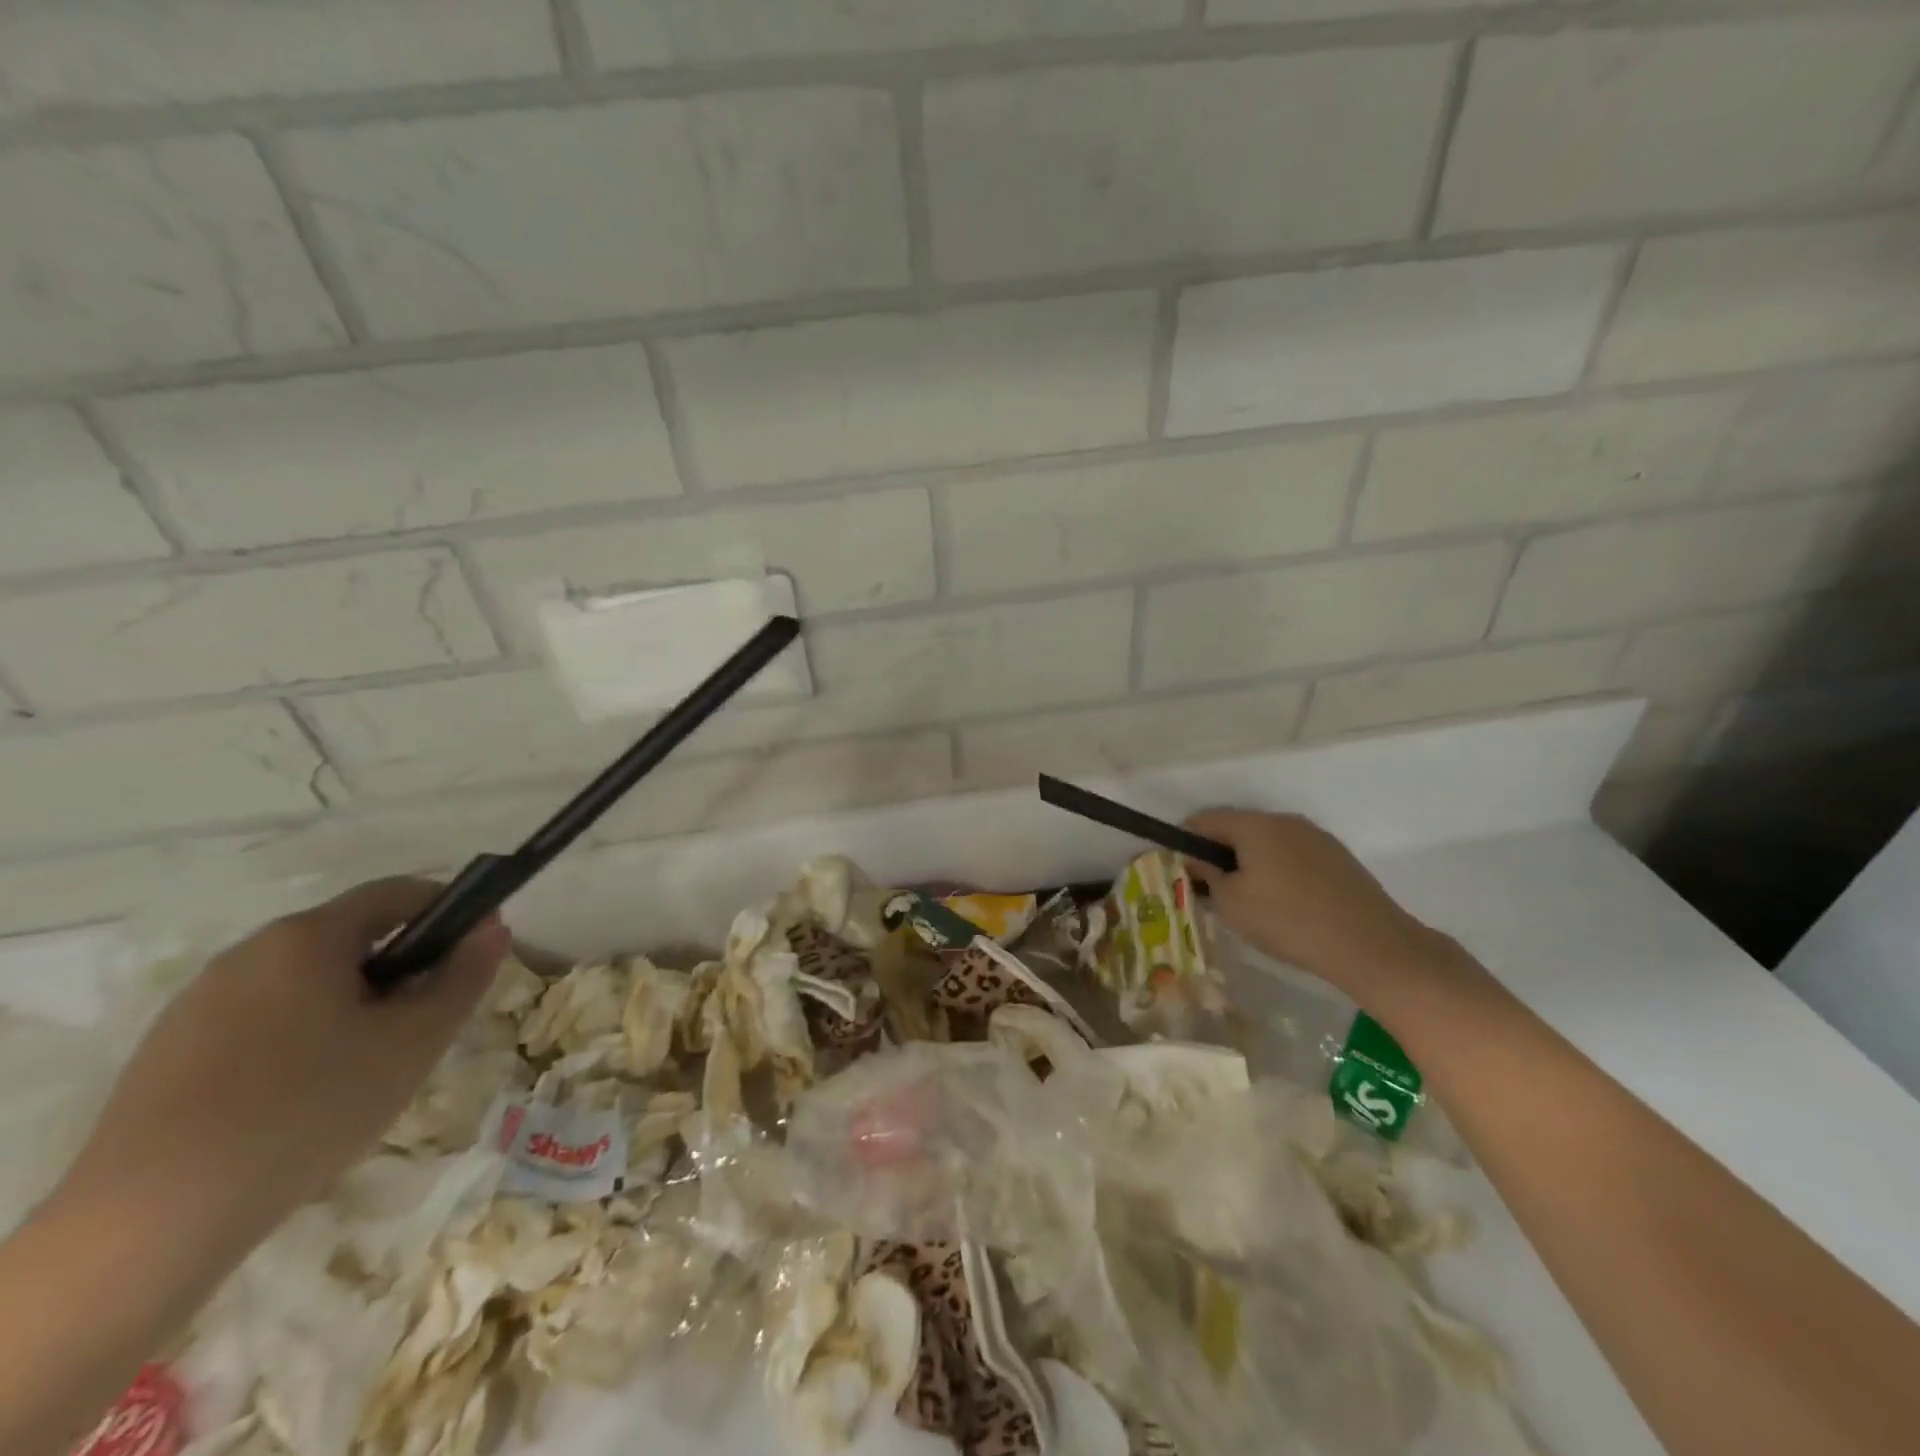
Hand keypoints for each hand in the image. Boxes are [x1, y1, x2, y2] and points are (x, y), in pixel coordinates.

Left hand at [55, 879, 508, 1260]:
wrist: (151, 1223)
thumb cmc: (310, 1108)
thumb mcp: (414, 1041)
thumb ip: (463, 977)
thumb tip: (493, 930)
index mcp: (305, 938)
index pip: (395, 893)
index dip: (449, 909)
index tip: (480, 945)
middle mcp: (247, 955)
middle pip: (348, 940)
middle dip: (401, 969)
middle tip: (428, 1022)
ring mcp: (198, 1005)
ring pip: (305, 985)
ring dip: (353, 1006)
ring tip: (369, 1069)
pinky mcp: (167, 1055)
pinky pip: (261, 1023)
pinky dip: (303, 1039)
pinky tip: (305, 1100)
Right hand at [1183, 809, 1454, 995]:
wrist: (1371, 945)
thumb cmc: (1287, 920)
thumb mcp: (1230, 903)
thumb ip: (1205, 875)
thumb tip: (1195, 861)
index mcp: (1254, 824)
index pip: (1203, 819)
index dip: (1182, 841)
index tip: (1177, 870)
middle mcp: (1284, 821)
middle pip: (1236, 828)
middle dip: (1216, 854)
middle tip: (1209, 891)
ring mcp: (1315, 837)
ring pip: (1266, 843)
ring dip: (1248, 863)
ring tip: (1246, 902)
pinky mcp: (1337, 858)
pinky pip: (1292, 856)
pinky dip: (1276, 871)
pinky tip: (1282, 905)